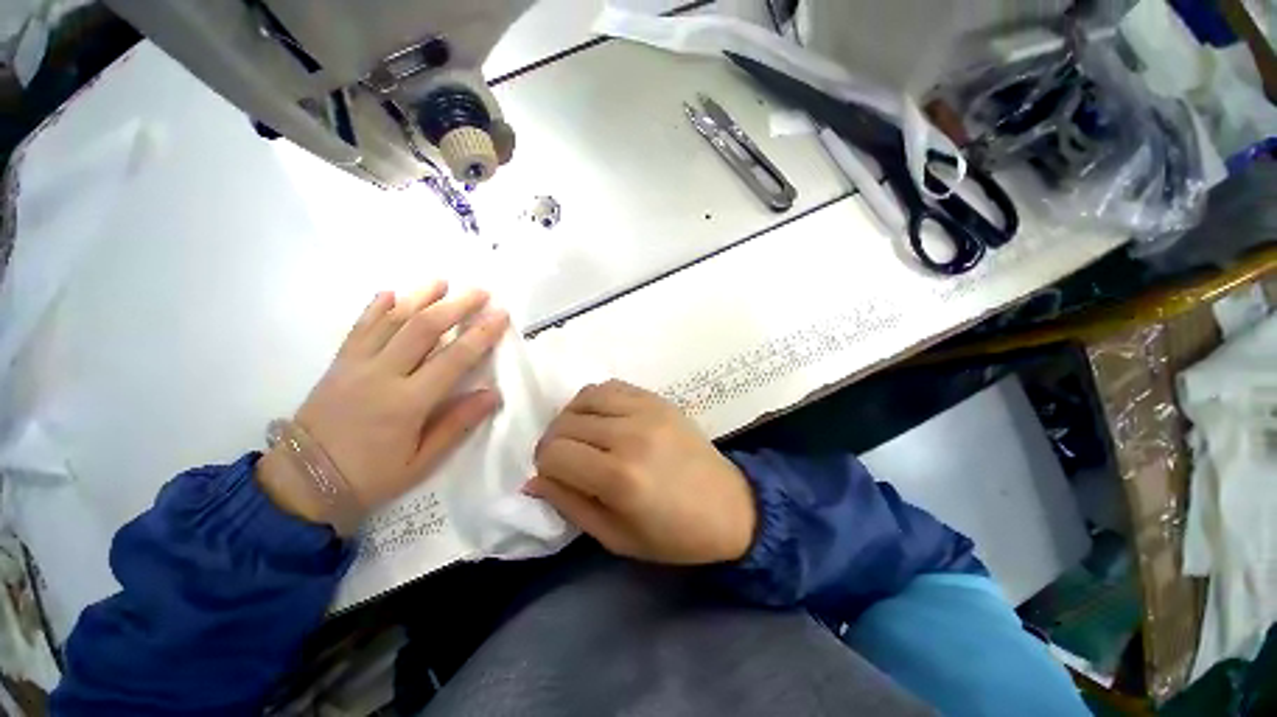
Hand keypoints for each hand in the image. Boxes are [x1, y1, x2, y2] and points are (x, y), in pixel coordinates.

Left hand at [257, 283, 508, 527]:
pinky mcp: (338, 364)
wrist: (301, 484)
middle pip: (423, 329)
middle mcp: (382, 375)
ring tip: (441, 281)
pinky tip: (390, 293)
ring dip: (419, 297)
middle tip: (479, 291)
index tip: (500, 315)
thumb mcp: (421, 462)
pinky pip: (358, 329)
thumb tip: (492, 394)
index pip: (453, 359)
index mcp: (407, 403)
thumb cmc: (370, 477)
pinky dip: (375, 308)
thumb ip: (457, 424)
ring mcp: (355, 366)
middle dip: (455, 306)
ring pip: (391, 321)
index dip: (480, 334)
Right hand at [527, 380, 756, 564]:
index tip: (555, 477)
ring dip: (571, 418)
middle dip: (553, 444)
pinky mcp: (657, 399)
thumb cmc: (674, 534)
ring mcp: (646, 410)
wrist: (729, 506)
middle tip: (567, 461)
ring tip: (582, 438)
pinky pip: (610, 386)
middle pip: (564, 424)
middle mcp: (629, 435)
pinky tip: (602, 419)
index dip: (544, 467)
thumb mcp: (616, 537)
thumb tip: (532, 480)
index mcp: (619, 477)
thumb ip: (569, 505)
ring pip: (582, 399)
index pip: (554, 454)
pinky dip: (595, 400)